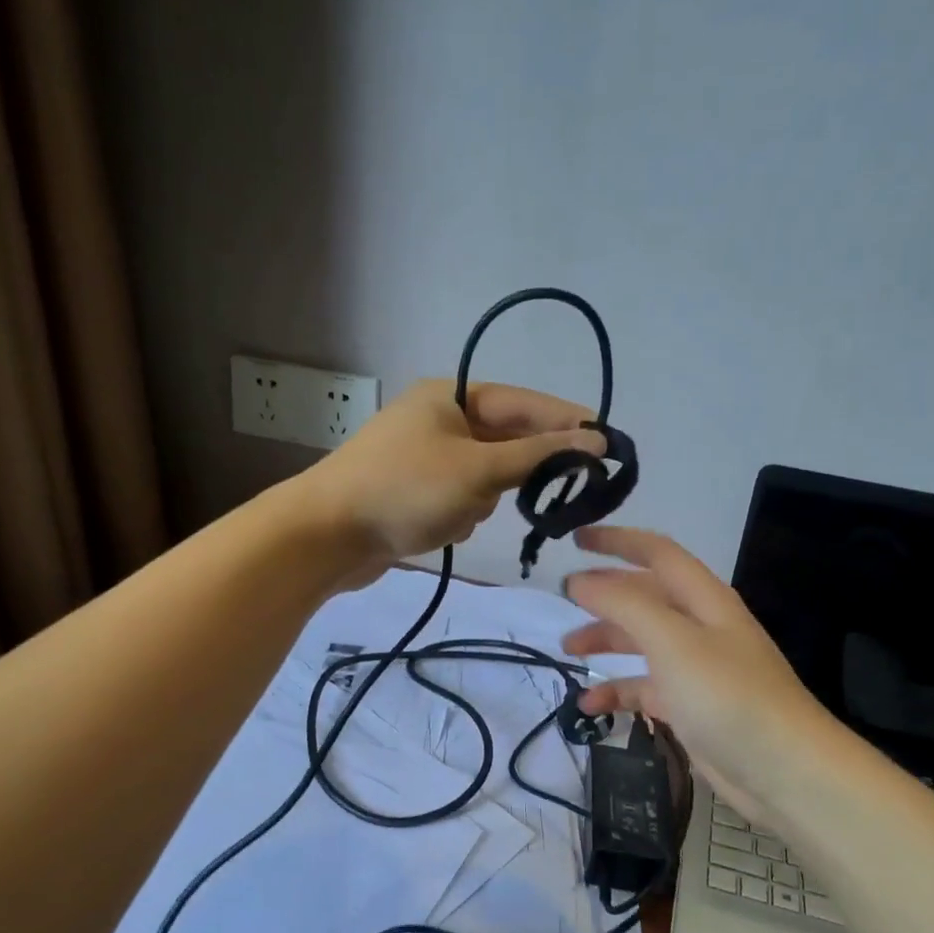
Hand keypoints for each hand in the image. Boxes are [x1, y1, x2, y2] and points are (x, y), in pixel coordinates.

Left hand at [300, 378, 604, 580]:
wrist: (326, 535)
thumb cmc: (405, 490)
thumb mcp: (478, 470)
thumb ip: (539, 456)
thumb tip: (595, 441)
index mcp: (450, 397)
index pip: (524, 403)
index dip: (567, 421)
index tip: (607, 440)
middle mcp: (439, 420)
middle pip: (505, 440)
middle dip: (518, 470)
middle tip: (560, 488)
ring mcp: (426, 458)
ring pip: (486, 477)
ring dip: (483, 499)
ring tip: (457, 513)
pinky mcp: (417, 492)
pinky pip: (461, 499)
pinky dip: (460, 515)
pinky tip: (441, 528)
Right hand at [562, 526, 836, 822]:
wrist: (783, 771)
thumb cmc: (728, 694)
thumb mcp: (672, 640)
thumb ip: (623, 604)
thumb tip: (579, 582)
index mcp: (703, 599)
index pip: (656, 552)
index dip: (616, 540)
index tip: (575, 538)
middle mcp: (699, 626)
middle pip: (644, 597)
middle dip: (604, 595)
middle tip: (563, 600)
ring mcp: (695, 668)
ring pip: (641, 642)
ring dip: (605, 641)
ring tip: (568, 651)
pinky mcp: (689, 706)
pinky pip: (644, 687)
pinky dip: (617, 691)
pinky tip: (590, 706)